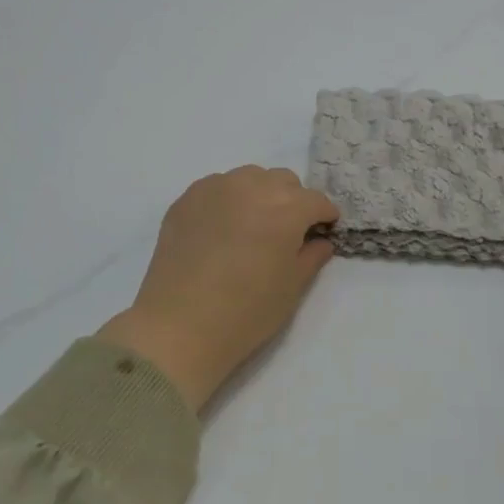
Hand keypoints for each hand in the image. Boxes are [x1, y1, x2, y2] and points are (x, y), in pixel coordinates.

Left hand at [97, 167, 339, 409]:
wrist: (179, 325)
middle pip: (284, 181)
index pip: (316, 200)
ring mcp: (215, 188)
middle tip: (287, 231)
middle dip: (293, 201)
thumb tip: (320, 240)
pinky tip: (222, 229)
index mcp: (285, 208)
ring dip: (260, 194)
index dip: (324, 216)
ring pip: (249, 177)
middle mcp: (252, 187)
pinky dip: (229, 199)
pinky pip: (217, 187)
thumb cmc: (246, 312)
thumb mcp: (292, 287)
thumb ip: (312, 256)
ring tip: (253, 226)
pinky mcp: (186, 199)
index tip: (323, 231)